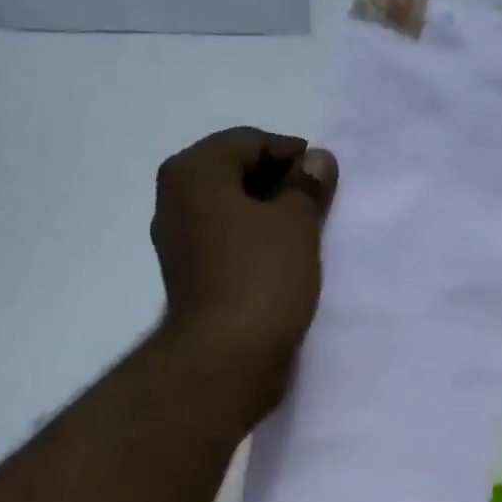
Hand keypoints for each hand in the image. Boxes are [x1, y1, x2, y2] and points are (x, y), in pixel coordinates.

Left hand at [151, 126, 338, 372]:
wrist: (226, 359)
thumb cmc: (261, 279)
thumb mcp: (296, 223)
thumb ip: (307, 186)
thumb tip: (317, 160)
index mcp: (193, 172)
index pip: (248, 142)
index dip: (292, 154)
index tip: (326, 176)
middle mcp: (175, 201)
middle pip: (235, 175)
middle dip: (280, 185)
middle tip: (319, 205)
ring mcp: (179, 244)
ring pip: (231, 214)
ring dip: (268, 218)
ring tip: (306, 235)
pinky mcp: (191, 279)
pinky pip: (227, 246)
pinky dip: (254, 245)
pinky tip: (283, 263)